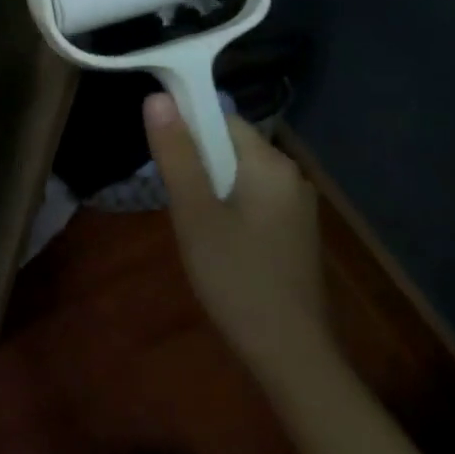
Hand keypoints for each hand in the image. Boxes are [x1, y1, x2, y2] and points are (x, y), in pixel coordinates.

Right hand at [143, 94, 336, 385]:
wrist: (291, 356)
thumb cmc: (236, 278)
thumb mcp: (195, 213)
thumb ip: (176, 153)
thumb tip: (158, 97)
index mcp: (270, 163)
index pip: (220, 119)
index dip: (186, 128)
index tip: (159, 157)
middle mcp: (290, 176)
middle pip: (229, 147)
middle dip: (196, 164)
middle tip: (175, 202)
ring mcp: (296, 206)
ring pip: (238, 175)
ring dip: (209, 188)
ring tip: (191, 224)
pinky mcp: (294, 232)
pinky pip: (252, 200)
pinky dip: (227, 208)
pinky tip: (215, 242)